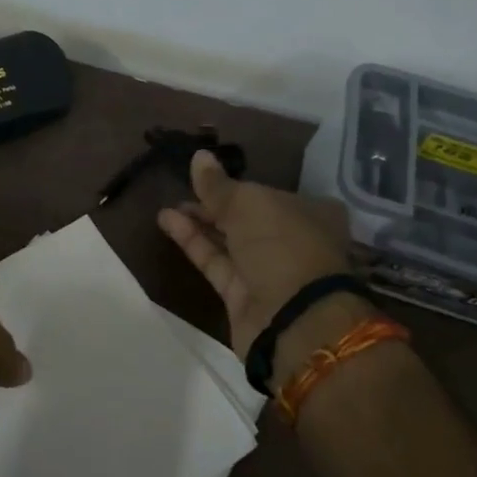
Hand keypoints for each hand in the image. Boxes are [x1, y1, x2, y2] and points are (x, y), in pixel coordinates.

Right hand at [157, 150, 359, 358]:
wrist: (294, 319)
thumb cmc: (283, 245)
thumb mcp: (248, 203)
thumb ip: (218, 184)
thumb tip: (199, 156)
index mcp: (311, 212)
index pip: (271, 193)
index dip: (240, 185)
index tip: (208, 177)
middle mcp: (292, 240)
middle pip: (248, 217)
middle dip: (215, 204)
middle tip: (181, 189)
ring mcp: (268, 270)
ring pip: (229, 240)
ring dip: (198, 222)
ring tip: (166, 206)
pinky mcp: (243, 295)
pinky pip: (215, 261)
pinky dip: (193, 242)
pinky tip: (168, 221)